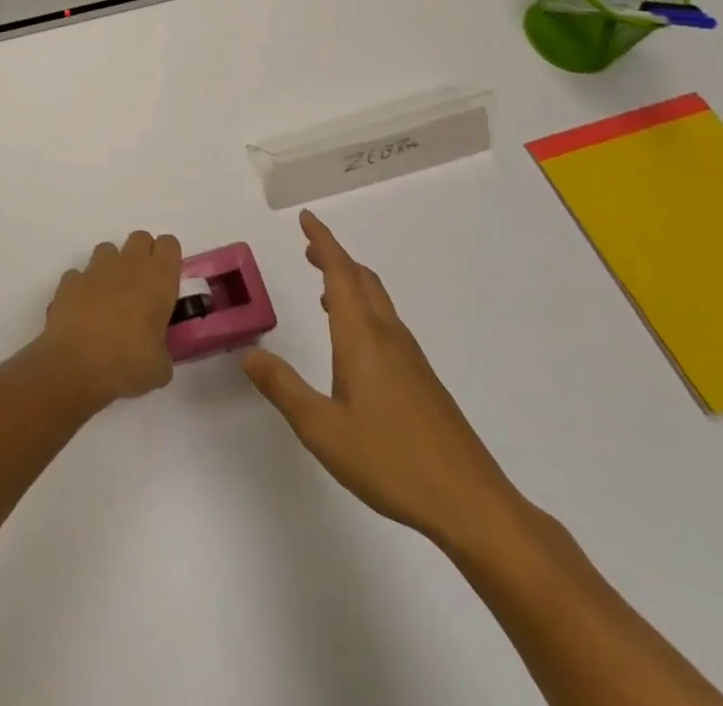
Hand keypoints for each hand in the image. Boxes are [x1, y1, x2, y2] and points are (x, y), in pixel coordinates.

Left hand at [38, 231, 182, 407]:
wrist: (76, 366)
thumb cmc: (128, 365)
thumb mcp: (161, 367)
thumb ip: (162, 348)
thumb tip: (154, 351)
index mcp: (158, 280)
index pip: (169, 244)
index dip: (167, 258)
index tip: (166, 280)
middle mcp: (128, 265)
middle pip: (139, 238)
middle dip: (141, 256)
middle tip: (141, 288)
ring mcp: (95, 269)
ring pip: (107, 250)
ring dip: (111, 268)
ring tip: (110, 299)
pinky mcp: (69, 281)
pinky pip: (79, 275)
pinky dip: (82, 288)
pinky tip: (83, 312)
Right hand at [243, 211, 521, 545]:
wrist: (472, 504)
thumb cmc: (391, 460)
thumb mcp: (321, 428)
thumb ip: (283, 387)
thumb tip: (250, 354)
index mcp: (361, 337)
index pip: (340, 273)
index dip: (323, 242)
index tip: (307, 218)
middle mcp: (388, 337)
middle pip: (363, 280)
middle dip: (335, 258)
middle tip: (309, 248)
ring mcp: (411, 359)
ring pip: (378, 302)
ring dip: (351, 283)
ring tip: (325, 290)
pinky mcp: (424, 382)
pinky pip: (387, 325)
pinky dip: (365, 311)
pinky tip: (355, 343)